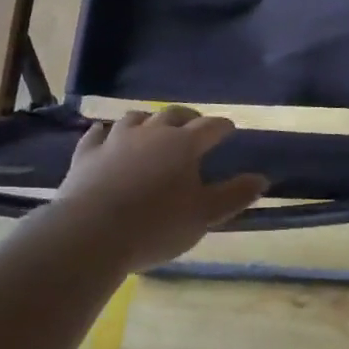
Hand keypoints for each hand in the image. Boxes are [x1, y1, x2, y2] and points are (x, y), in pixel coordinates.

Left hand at [51, 107, 267, 270]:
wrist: (90, 234)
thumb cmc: (155, 226)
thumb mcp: (204, 216)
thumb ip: (234, 195)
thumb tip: (262, 178)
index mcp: (184, 144)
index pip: (210, 127)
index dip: (222, 126)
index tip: (230, 128)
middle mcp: (152, 133)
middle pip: (173, 114)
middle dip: (187, 117)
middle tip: (194, 125)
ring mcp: (116, 140)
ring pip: (136, 119)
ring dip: (148, 121)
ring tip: (153, 129)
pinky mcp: (86, 154)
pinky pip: (97, 134)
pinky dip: (107, 133)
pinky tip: (106, 136)